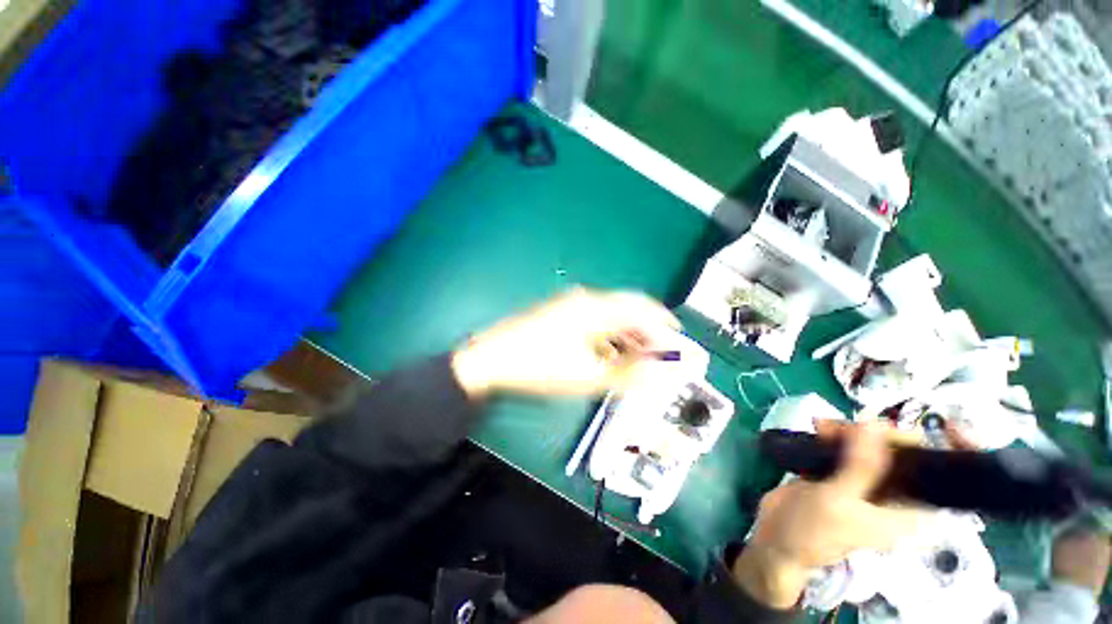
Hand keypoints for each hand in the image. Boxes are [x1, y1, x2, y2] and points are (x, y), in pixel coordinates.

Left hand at [451, 288, 679, 397]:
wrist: (493, 359)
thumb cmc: (541, 366)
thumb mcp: (589, 374)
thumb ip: (629, 372)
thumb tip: (661, 370)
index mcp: (595, 308)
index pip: (641, 306)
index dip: (662, 321)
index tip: (676, 337)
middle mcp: (585, 300)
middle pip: (626, 309)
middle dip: (645, 329)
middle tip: (657, 352)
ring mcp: (570, 304)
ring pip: (610, 314)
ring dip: (626, 332)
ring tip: (636, 356)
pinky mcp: (560, 313)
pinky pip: (594, 319)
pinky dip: (608, 333)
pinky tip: (609, 352)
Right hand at [732, 422, 921, 607]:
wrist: (776, 538)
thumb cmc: (811, 530)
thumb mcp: (837, 500)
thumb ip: (860, 466)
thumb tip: (876, 424)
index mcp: (905, 513)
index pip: (934, 478)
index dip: (932, 450)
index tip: (910, 426)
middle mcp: (891, 497)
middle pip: (899, 456)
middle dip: (876, 434)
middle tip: (846, 425)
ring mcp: (863, 484)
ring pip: (870, 448)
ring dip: (849, 432)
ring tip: (822, 426)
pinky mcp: (839, 475)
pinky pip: (845, 448)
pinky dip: (833, 436)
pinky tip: (818, 428)